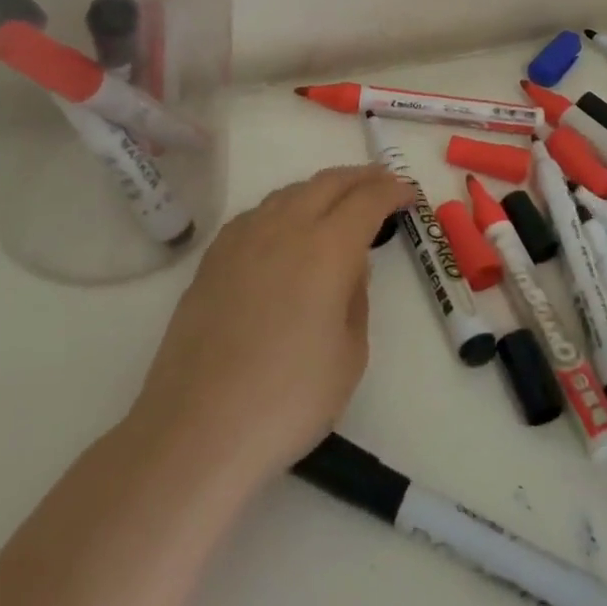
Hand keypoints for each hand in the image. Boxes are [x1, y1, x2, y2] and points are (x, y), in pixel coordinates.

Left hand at [130, 164, 409, 484]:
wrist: (198, 428)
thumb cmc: (288, 399)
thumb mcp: (350, 355)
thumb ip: (356, 298)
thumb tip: (349, 269)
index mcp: (327, 248)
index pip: (367, 201)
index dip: (391, 191)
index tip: (408, 193)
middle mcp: (284, 228)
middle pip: (327, 183)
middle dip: (360, 177)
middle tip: (382, 182)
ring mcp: (242, 238)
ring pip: (289, 192)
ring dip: (321, 190)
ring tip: (337, 202)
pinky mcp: (213, 257)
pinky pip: (258, 214)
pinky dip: (284, 208)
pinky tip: (286, 228)